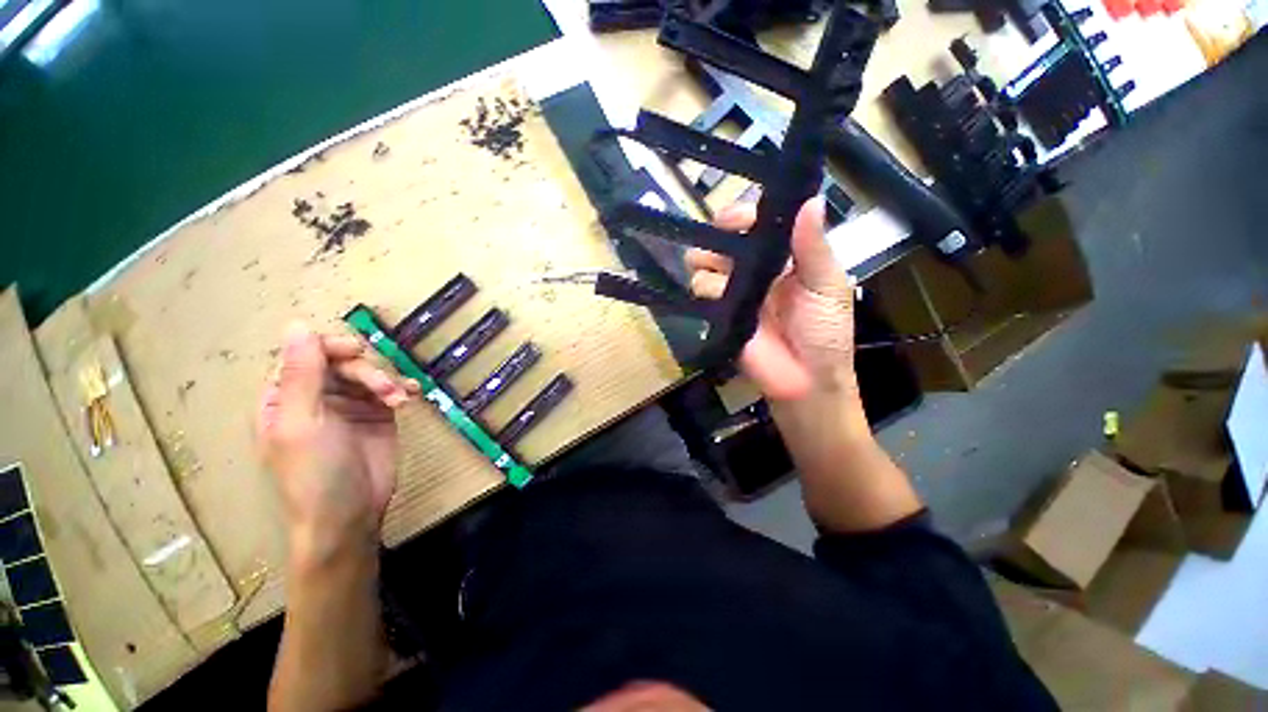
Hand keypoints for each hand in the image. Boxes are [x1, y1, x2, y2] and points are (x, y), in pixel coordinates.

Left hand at [256, 322, 419, 564]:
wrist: (349, 515)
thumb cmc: (314, 473)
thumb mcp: (303, 423)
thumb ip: (302, 375)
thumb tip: (297, 325)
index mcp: (285, 397)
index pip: (305, 355)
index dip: (330, 348)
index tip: (357, 352)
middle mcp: (316, 397)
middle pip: (342, 362)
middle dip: (366, 371)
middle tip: (385, 390)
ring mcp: (349, 406)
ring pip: (369, 374)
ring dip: (387, 381)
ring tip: (399, 400)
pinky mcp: (378, 416)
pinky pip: (391, 390)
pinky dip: (403, 388)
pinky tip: (413, 393)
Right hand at [686, 196, 855, 401]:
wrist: (806, 381)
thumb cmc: (825, 332)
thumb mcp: (827, 286)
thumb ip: (814, 247)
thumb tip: (811, 199)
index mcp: (782, 258)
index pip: (754, 225)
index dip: (740, 217)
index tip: (732, 221)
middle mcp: (753, 271)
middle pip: (720, 243)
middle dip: (714, 241)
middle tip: (719, 251)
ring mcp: (733, 294)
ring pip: (703, 266)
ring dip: (708, 267)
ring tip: (725, 284)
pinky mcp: (719, 316)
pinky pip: (700, 295)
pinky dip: (706, 293)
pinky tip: (720, 301)